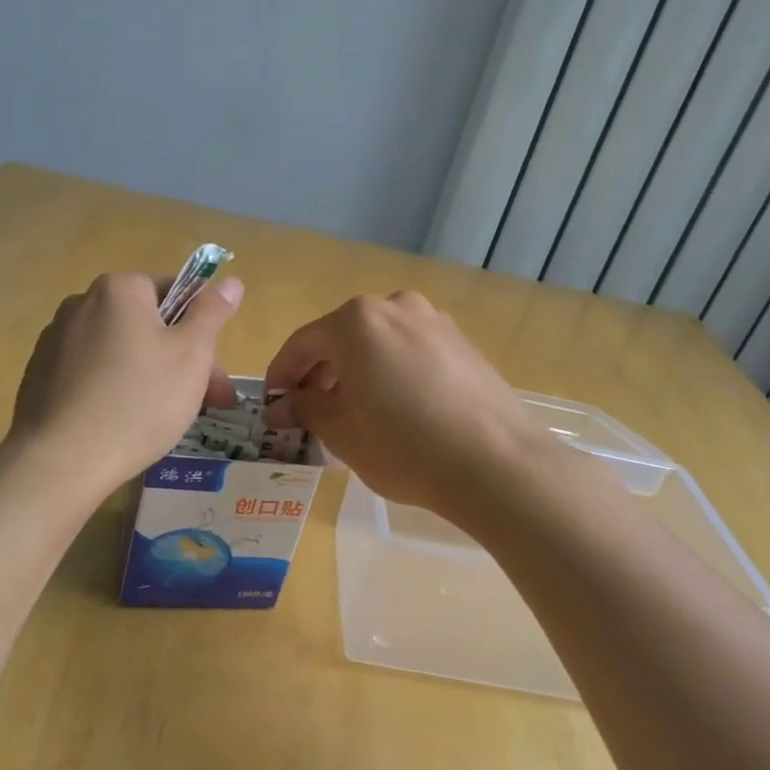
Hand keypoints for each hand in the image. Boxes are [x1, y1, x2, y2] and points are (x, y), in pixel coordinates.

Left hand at [11, 271, 242, 495]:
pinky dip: (113, 390)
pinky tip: (124, 425)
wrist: (63, 461)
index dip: (200, 327)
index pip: (174, 290)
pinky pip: (91, 374)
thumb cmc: (140, 400)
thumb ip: (212, 312)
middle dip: (181, 358)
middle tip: (206, 401)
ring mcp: (55, 340)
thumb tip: (231, 281)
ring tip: (168, 419)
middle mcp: (81, 304)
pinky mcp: (40, 376)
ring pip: (120, 351)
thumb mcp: (191, 354)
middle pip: (147, 324)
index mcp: (119, 289)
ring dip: (150, 375)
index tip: (213, 368)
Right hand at [264, 291, 547, 515]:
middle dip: (320, 373)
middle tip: (310, 412)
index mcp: (357, 320)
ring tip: (353, 412)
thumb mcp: (341, 431)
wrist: (496, 463)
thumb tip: (283, 406)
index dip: (281, 376)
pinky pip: (410, 351)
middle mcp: (395, 306)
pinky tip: (396, 407)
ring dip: (356, 371)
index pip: (303, 344)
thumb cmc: (403, 445)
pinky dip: (391, 372)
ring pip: (378, 343)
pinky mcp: (462, 343)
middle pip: (342, 338)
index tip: (273, 405)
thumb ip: (305, 409)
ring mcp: (434, 321)